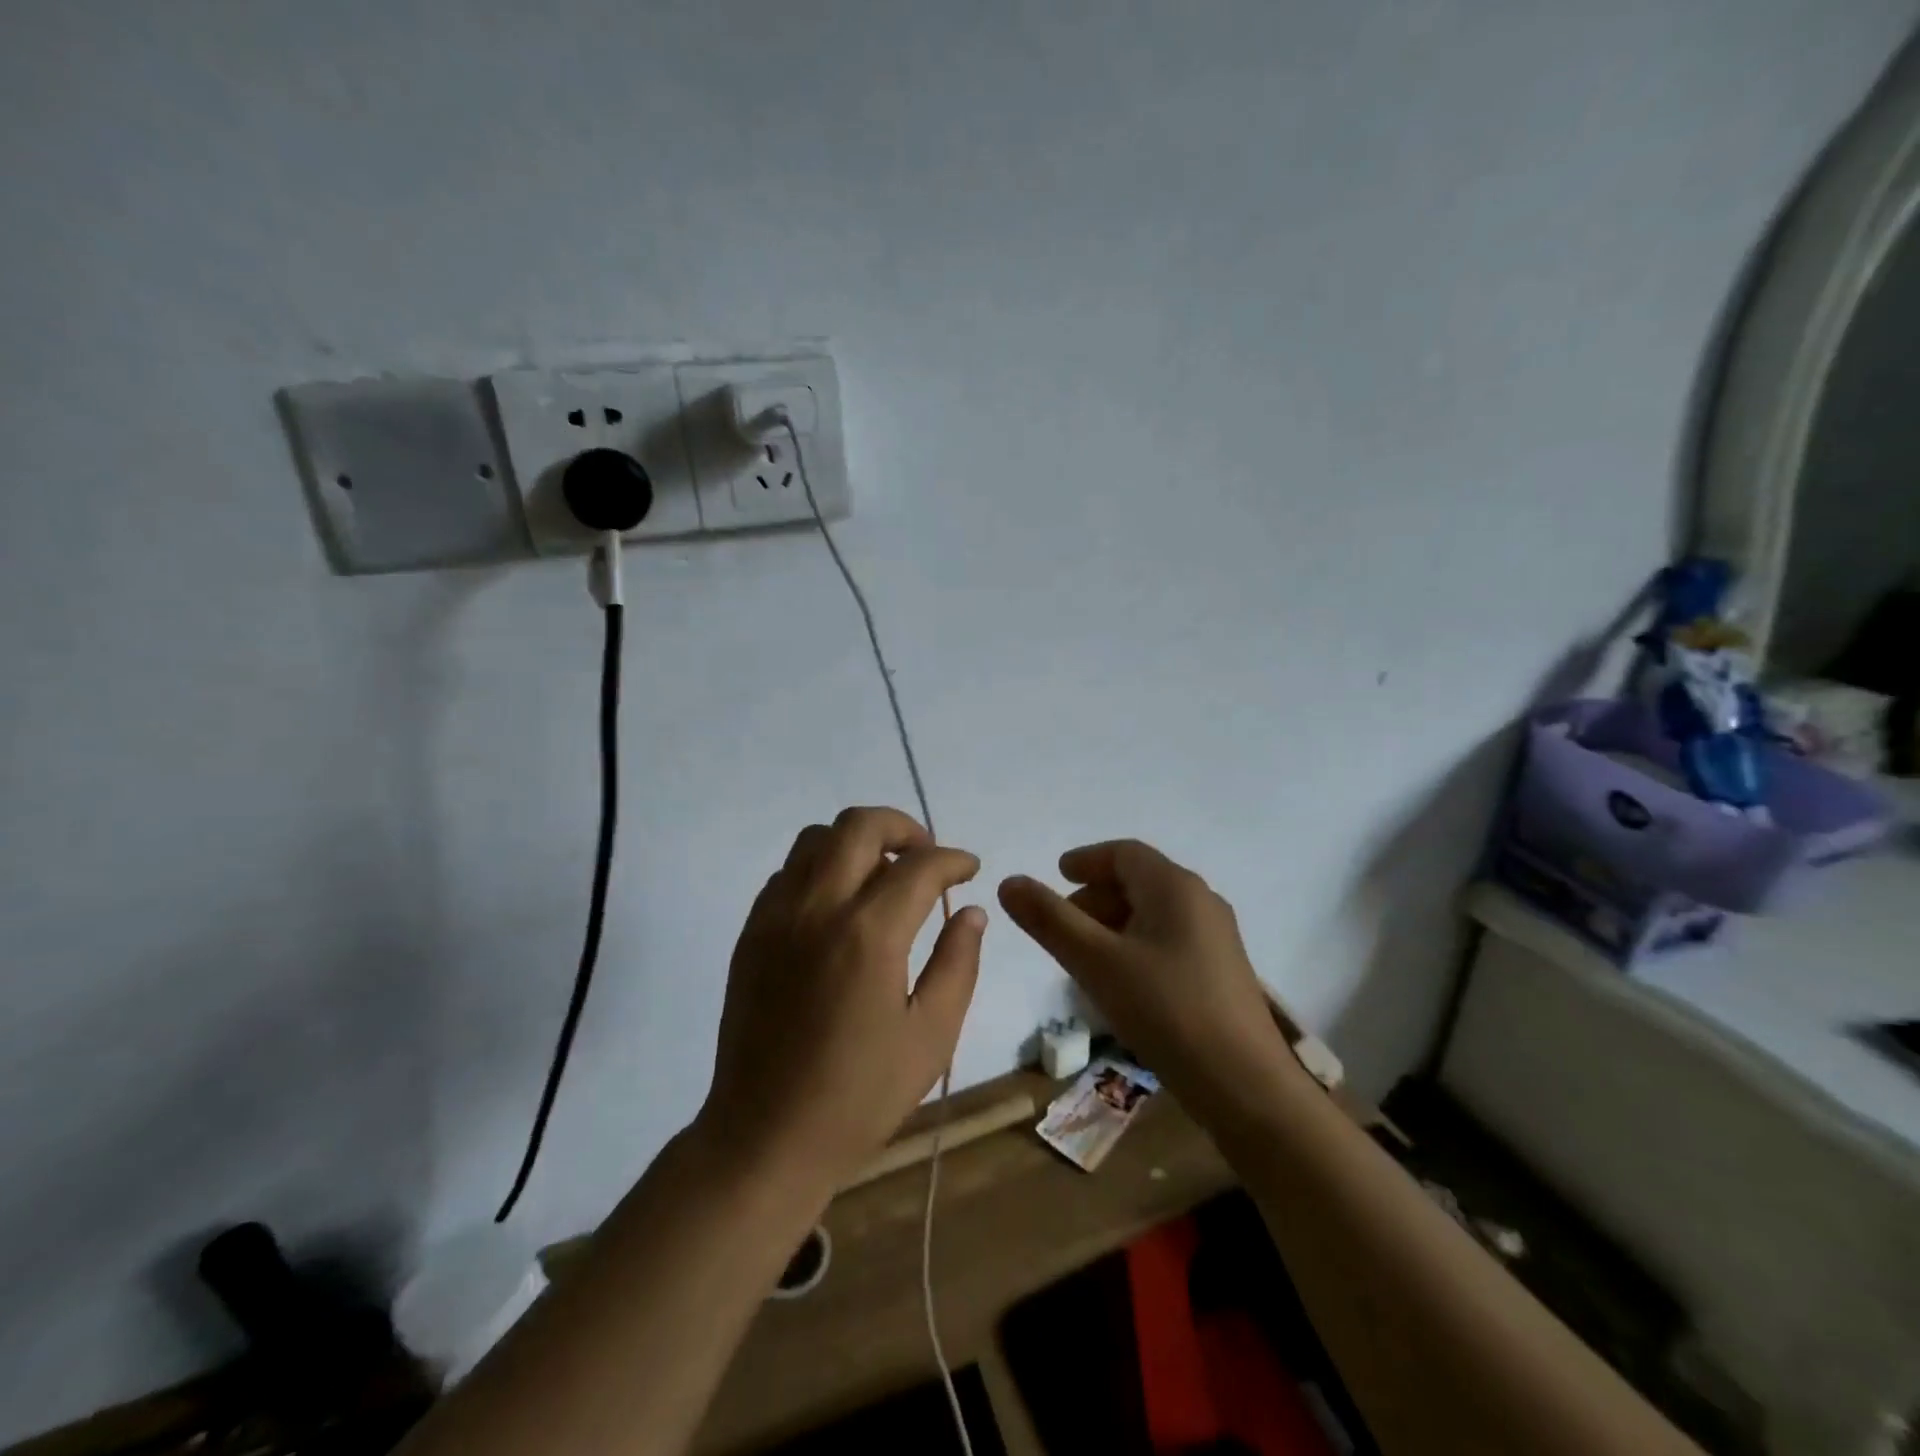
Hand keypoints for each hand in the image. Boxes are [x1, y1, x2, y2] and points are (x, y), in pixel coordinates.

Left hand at [697, 807, 986, 1194]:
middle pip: (860, 825)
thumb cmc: (859, 1095)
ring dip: (857, 841)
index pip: (920, 866)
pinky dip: (822, 866)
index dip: (953, 859)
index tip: (969, 868)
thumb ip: (958, 964)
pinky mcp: (751, 931)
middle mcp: (817, 908)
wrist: (765, 1136)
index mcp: (868, 934)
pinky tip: (840, 904)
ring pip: (817, 837)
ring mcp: (776, 915)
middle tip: (927, 856)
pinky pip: (789, 871)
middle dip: (904, 827)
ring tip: (883, 874)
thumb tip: (971, 912)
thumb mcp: (931, 1037)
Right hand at [998, 840, 1293, 1106]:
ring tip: (1084, 957)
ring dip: (1114, 923)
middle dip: (1095, 896)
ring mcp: (1216, 937)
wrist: (1245, 1085)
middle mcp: (1201, 901)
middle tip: (1061, 925)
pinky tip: (1121, 981)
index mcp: (1174, 886)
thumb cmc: (1166, 1010)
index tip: (1057, 874)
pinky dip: (1136, 944)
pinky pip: (1169, 939)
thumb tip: (1009, 882)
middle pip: (1139, 881)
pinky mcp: (1222, 971)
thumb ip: (1050, 920)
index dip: (1086, 860)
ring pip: (1154, 913)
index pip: (1123, 853)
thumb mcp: (1096, 962)